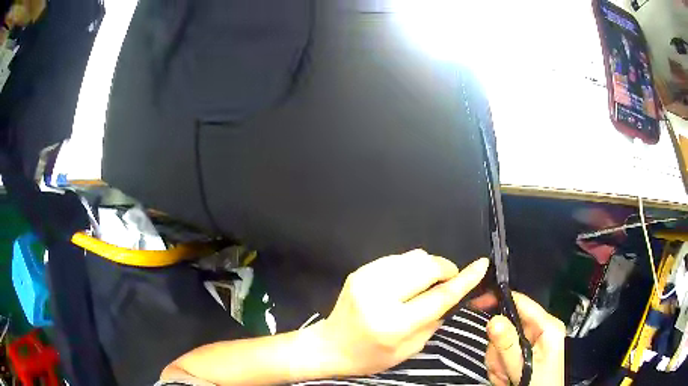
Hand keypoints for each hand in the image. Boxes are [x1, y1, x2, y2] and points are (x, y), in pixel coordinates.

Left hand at [321, 249, 489, 376]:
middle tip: (448, 281)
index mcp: (393, 324)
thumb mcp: (409, 349)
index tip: (481, 265)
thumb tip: (452, 293)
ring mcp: (366, 278)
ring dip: (429, 267)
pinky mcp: (360, 270)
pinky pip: (398, 258)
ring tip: (426, 284)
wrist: (330, 345)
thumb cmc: (371, 356)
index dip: (464, 279)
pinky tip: (407, 282)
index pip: (438, 297)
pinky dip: (411, 267)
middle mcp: (379, 296)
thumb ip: (434, 320)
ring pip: (414, 256)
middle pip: (427, 266)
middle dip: (446, 270)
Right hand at [485, 292, 564, 385]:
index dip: (498, 300)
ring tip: (506, 377)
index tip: (476, 304)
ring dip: (498, 362)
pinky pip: (503, 353)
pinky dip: (499, 367)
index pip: (521, 302)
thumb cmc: (539, 385)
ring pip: (501, 342)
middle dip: (498, 350)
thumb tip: (493, 320)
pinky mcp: (525, 352)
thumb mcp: (523, 369)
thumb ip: (508, 346)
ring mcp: (533, 342)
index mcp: (548, 327)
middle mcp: (541, 330)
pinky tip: (507, 377)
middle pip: (507, 326)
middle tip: (502, 369)